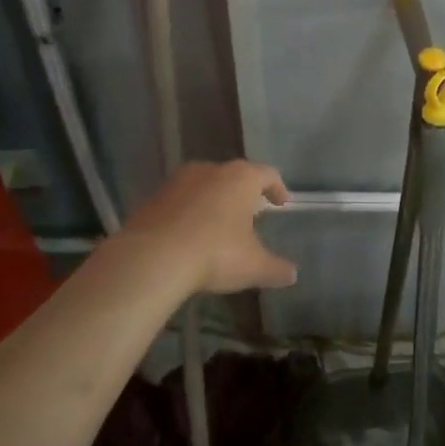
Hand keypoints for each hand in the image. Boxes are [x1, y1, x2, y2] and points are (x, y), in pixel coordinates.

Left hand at [122, 160, 296, 295]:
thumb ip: (276, 268)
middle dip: (243, 194)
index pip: (267, 174)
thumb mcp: (253, 266)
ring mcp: (178, 182)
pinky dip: (188, 213)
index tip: (280, 202)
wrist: (152, 258)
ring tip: (218, 224)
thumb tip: (292, 274)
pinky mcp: (153, 198)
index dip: (277, 188)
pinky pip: (179, 201)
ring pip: (204, 185)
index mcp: (241, 179)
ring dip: (213, 201)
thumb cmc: (215, 254)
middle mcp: (211, 170)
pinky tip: (188, 236)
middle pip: (234, 176)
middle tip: (250, 213)